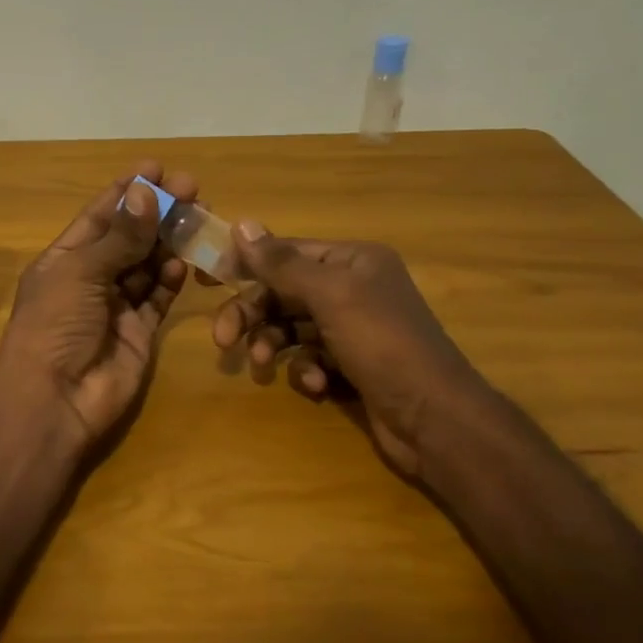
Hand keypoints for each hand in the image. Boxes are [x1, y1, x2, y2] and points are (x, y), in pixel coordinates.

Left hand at [0, 161, 198, 454]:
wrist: (55, 400)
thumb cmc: (55, 325)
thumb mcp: (81, 272)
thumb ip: (119, 237)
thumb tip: (146, 192)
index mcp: (65, 258)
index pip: (100, 215)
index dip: (127, 191)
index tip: (157, 168)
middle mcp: (91, 278)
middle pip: (130, 237)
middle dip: (158, 213)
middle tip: (191, 189)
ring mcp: (116, 306)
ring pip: (149, 264)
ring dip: (169, 242)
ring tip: (196, 219)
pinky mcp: (140, 332)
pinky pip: (159, 298)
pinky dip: (171, 280)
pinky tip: (183, 263)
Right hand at [212, 226, 490, 476]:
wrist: (435, 419)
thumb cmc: (382, 343)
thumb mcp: (329, 295)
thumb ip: (281, 263)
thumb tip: (242, 224)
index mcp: (353, 261)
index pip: (287, 252)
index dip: (247, 263)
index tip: (208, 278)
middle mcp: (354, 288)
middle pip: (285, 292)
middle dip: (254, 314)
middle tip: (223, 339)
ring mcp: (354, 329)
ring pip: (293, 327)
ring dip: (274, 344)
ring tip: (263, 365)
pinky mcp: (353, 365)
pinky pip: (312, 358)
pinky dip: (306, 370)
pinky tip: (315, 385)